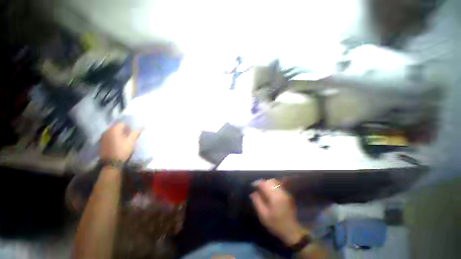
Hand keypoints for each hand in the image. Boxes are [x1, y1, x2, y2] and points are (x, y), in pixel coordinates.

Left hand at [99, 123, 140, 161]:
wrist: (111, 162)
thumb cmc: (122, 149)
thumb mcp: (131, 141)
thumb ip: (136, 132)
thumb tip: (142, 126)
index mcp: (114, 129)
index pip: (122, 123)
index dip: (129, 126)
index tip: (133, 131)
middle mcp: (106, 131)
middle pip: (117, 127)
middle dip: (123, 130)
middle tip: (130, 135)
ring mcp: (102, 137)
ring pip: (113, 132)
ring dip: (118, 134)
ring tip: (124, 139)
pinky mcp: (101, 143)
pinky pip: (109, 137)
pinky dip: (114, 138)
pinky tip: (118, 143)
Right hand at [250, 179, 305, 245]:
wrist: (291, 230)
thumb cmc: (276, 224)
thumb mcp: (263, 215)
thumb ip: (257, 202)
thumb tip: (253, 193)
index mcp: (274, 196)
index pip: (264, 184)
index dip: (257, 183)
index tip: (253, 186)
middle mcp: (280, 191)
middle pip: (270, 181)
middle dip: (263, 183)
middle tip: (258, 188)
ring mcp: (285, 192)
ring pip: (275, 182)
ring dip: (268, 183)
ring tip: (263, 189)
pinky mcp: (287, 194)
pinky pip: (279, 185)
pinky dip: (273, 185)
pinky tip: (270, 191)